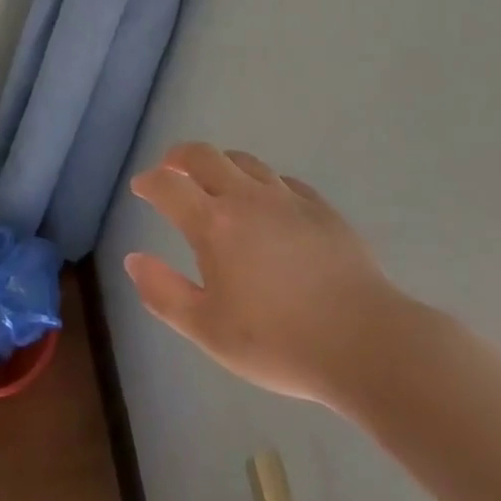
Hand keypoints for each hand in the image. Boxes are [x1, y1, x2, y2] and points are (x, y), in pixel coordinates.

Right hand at [124, 142, 414, 407]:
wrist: (368, 344)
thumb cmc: (279, 342)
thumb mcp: (207, 330)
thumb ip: (163, 292)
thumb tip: (133, 260)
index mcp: (213, 223)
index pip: (167, 185)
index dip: (149, 182)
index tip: (141, 187)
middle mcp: (245, 198)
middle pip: (203, 155)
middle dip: (179, 157)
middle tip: (171, 169)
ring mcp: (287, 200)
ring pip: (245, 161)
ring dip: (221, 164)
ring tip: (216, 181)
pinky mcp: (322, 210)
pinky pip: (284, 181)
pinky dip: (264, 183)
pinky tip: (269, 203)